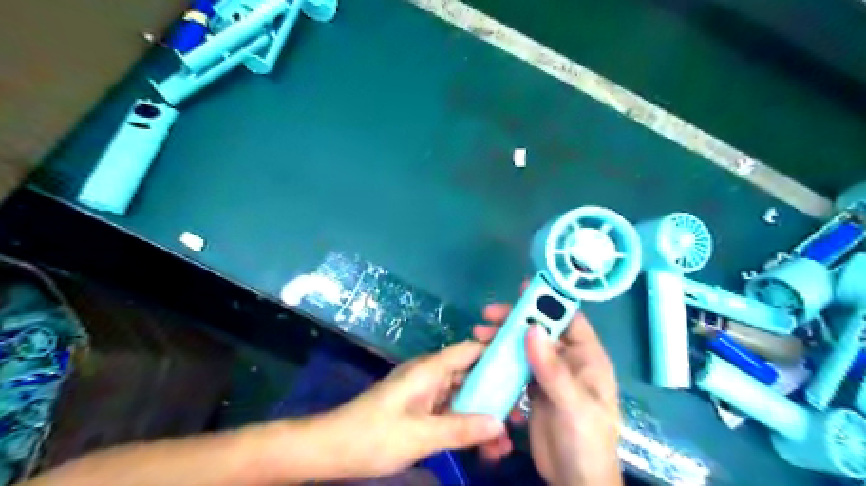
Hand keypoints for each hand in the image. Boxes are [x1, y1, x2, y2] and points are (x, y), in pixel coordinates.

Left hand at [315, 341, 508, 479]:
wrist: (334, 448)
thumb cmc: (375, 435)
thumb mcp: (421, 435)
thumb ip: (461, 428)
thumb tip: (500, 424)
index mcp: (429, 369)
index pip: (469, 350)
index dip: (495, 352)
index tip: (521, 366)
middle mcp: (429, 375)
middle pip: (469, 375)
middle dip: (493, 395)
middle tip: (518, 416)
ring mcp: (424, 392)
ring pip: (461, 396)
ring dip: (480, 415)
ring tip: (503, 442)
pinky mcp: (419, 408)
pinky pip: (448, 410)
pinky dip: (464, 424)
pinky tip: (481, 445)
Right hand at [472, 301, 622, 484]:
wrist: (574, 482)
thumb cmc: (585, 442)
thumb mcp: (573, 404)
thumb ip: (553, 368)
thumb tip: (532, 328)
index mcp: (587, 359)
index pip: (569, 320)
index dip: (549, 301)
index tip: (522, 289)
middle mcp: (569, 361)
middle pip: (540, 330)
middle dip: (515, 320)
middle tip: (488, 315)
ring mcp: (550, 375)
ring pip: (525, 346)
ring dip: (503, 339)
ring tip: (479, 334)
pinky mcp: (534, 389)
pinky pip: (516, 366)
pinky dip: (501, 360)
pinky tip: (485, 361)